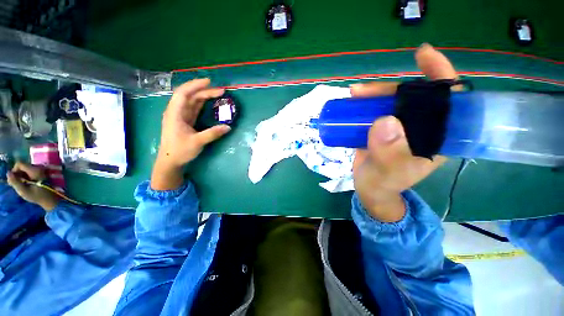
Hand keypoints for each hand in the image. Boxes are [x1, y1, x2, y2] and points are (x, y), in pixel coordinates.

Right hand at [7, 161, 59, 210]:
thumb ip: (15, 182)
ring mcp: (41, 169)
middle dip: (17, 174)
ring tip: (22, 185)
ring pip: (25, 169)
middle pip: (22, 166)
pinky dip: (26, 177)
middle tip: (17, 184)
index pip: (19, 163)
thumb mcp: (23, 191)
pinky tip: (27, 184)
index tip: (14, 180)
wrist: (50, 199)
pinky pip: (29, 172)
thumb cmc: (37, 196)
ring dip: (21, 176)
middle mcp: (38, 167)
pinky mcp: (41, 173)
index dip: (14, 171)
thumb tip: (8, 173)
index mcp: (35, 170)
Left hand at [152, 78, 230, 190]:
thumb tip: (228, 127)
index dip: (196, 85)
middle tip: (221, 91)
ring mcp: (181, 116)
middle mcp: (176, 111)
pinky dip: (202, 104)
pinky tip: (210, 103)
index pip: (184, 93)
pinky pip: (194, 108)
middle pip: (190, 96)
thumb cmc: (180, 151)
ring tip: (218, 94)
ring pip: (192, 101)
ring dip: (204, 96)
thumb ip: (213, 133)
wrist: (170, 161)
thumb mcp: (197, 142)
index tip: (210, 82)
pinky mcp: (185, 121)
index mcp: (175, 113)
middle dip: (205, 91)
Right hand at [351, 44, 457, 221]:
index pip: (449, 100)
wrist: (370, 190)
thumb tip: (384, 120)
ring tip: (353, 94)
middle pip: (412, 97)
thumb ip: (388, 153)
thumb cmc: (383, 185)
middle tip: (362, 91)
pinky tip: (353, 102)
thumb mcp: (387, 173)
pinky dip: (365, 103)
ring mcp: (399, 127)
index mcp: (436, 137)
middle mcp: (420, 128)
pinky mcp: (382, 129)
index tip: (423, 55)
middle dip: (390, 88)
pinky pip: (376, 110)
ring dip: (372, 95)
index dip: (440, 74)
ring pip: (391, 102)